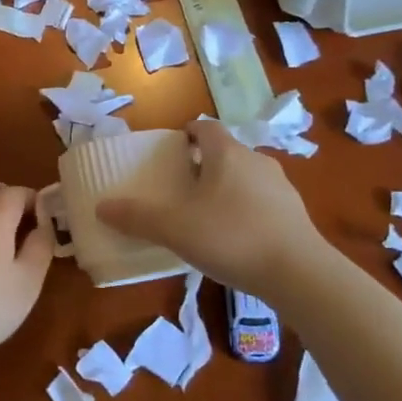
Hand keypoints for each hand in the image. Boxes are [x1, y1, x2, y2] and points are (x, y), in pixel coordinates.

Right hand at [98, 119, 327, 301]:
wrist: (300, 273)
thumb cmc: (231, 237)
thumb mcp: (175, 228)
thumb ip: (137, 217)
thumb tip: (102, 207)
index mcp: (227, 153)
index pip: (206, 127)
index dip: (188, 133)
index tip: (172, 150)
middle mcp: (256, 160)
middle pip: (226, 152)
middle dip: (204, 164)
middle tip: (182, 187)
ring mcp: (281, 186)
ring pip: (246, 177)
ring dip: (227, 188)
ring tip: (208, 215)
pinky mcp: (296, 213)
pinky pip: (264, 201)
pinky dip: (247, 210)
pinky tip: (237, 238)